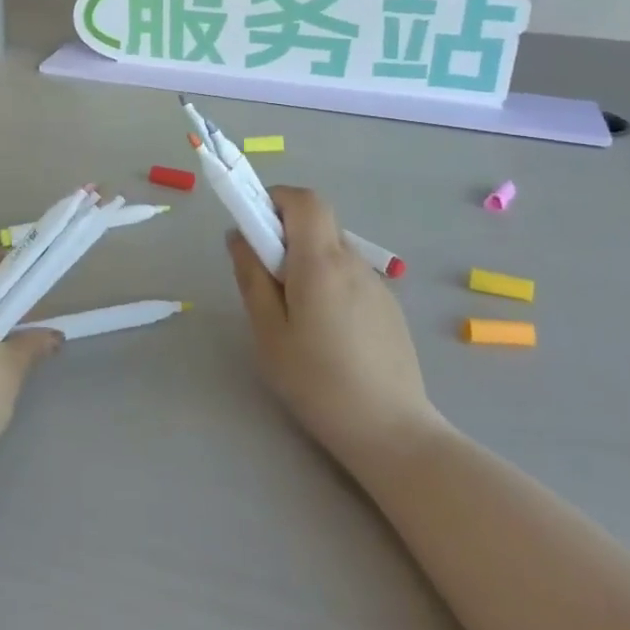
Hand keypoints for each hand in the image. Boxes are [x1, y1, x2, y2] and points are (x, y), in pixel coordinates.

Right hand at [226, 187, 439, 471]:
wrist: (391, 430)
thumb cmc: (317, 380)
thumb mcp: (268, 331)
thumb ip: (251, 277)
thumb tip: (239, 236)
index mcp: (320, 262)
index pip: (304, 200)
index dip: (275, 199)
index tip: (252, 225)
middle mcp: (353, 262)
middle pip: (318, 223)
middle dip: (284, 233)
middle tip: (264, 277)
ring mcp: (376, 284)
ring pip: (333, 250)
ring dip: (305, 261)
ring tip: (293, 314)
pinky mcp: (388, 306)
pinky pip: (349, 276)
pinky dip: (327, 282)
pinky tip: (325, 332)